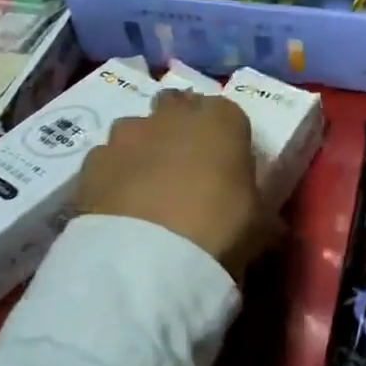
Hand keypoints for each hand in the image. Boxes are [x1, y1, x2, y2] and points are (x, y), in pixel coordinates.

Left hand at [74, 91, 269, 282]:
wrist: (147, 259)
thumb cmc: (220, 228)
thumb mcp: (260, 224)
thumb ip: (260, 210)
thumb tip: (273, 227)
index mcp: (222, 119)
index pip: (227, 112)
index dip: (225, 136)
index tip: (225, 161)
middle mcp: (173, 114)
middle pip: (177, 107)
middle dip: (178, 127)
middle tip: (185, 164)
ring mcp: (128, 134)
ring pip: (136, 130)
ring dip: (142, 148)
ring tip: (146, 187)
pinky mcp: (91, 161)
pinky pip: (105, 160)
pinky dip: (112, 175)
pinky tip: (118, 204)